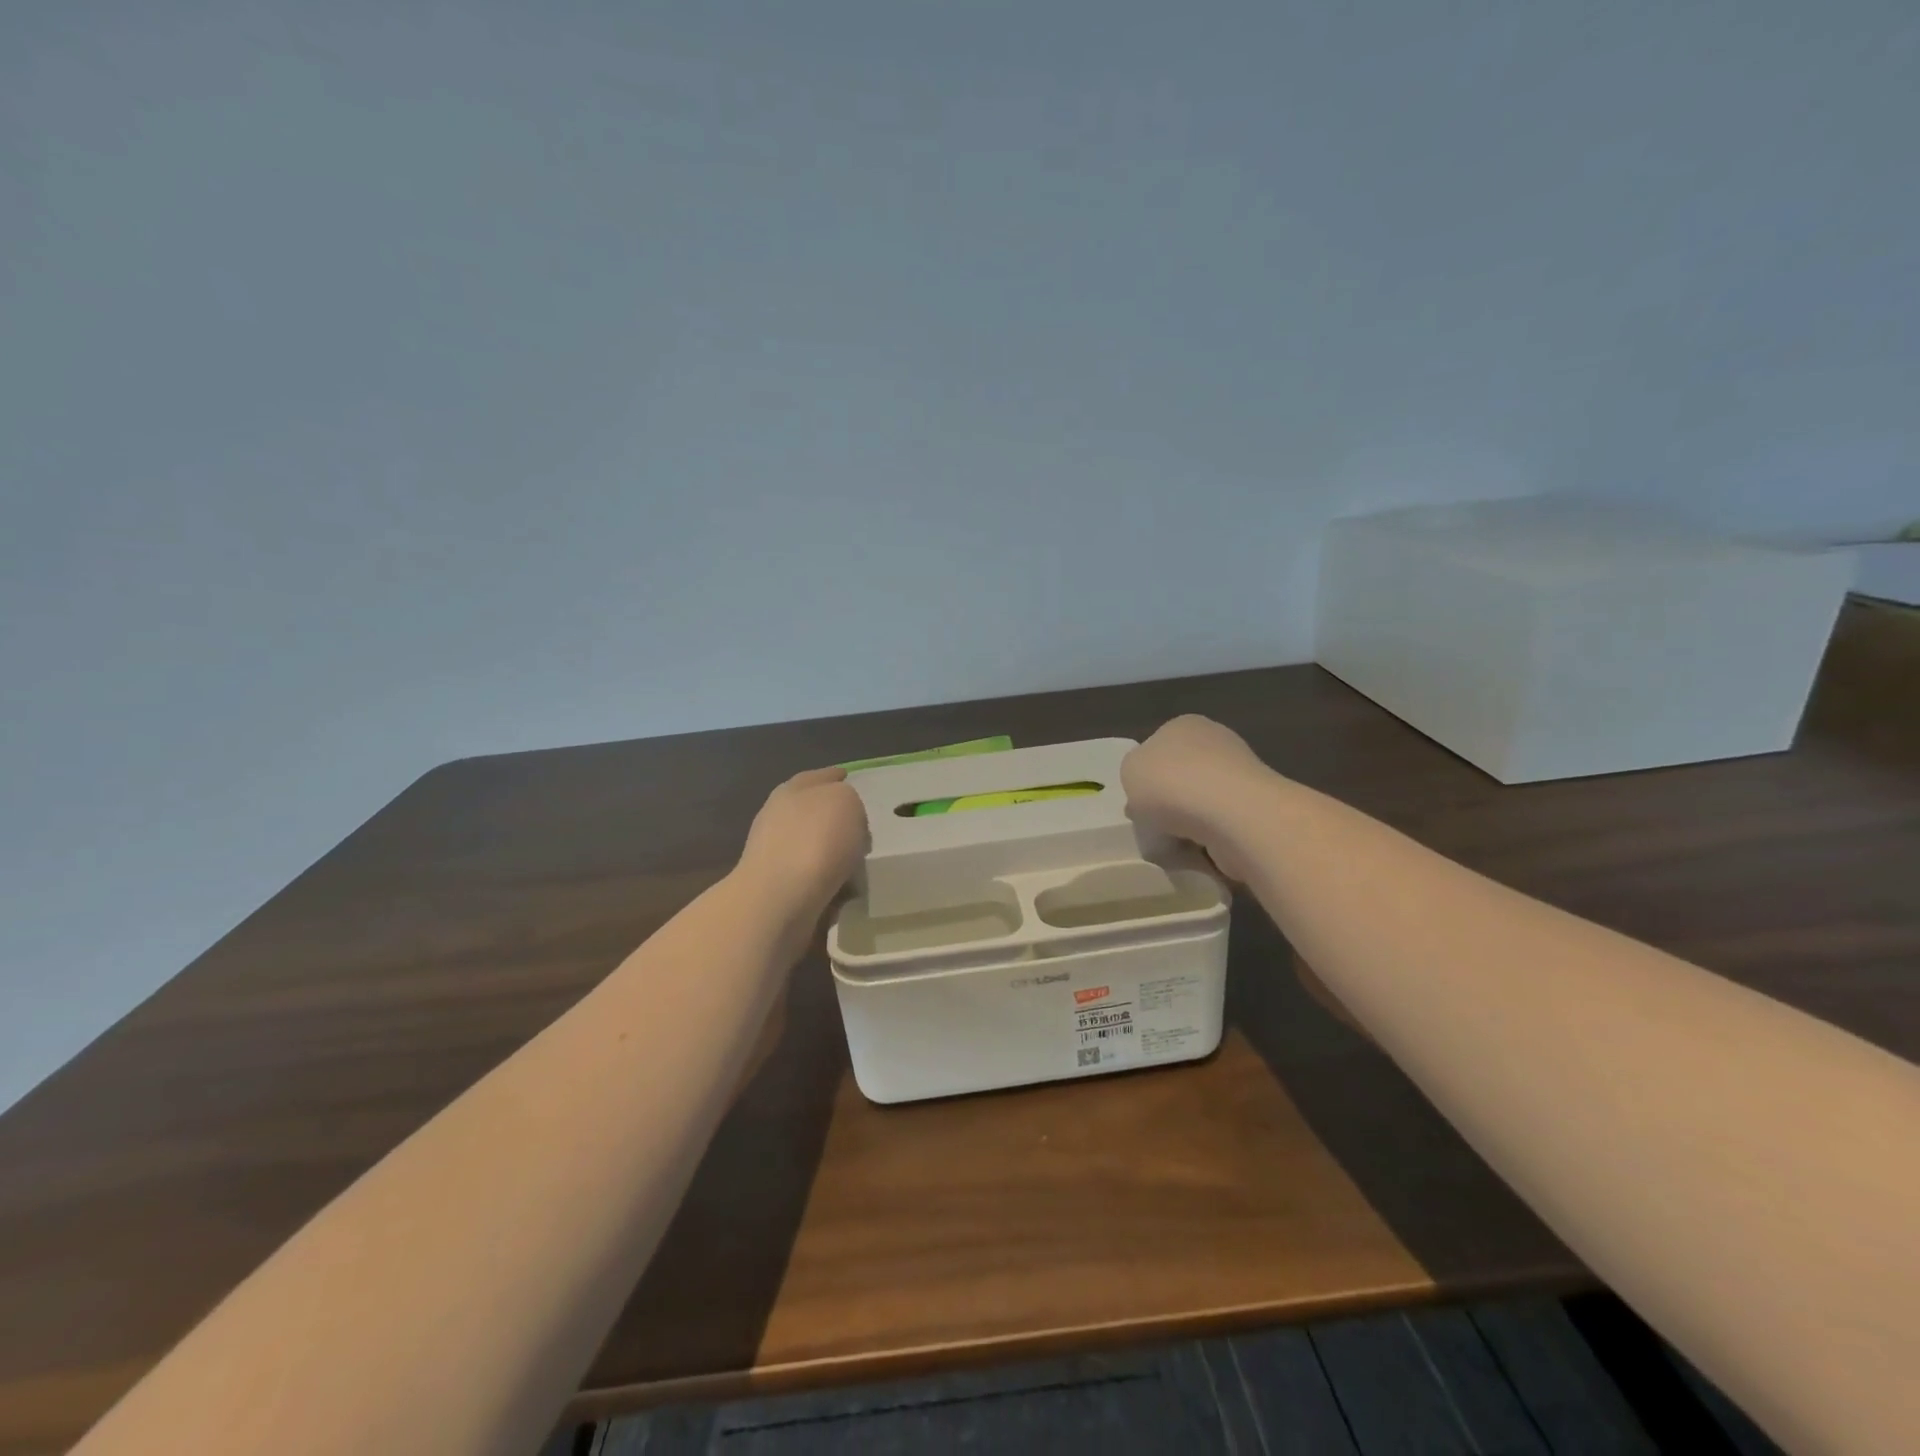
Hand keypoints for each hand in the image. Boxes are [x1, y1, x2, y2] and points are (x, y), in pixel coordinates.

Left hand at [736, 766, 868, 914]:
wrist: (780, 901)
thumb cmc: (815, 841)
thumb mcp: (845, 801)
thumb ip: (848, 799)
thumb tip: (844, 818)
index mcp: (791, 791)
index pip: (818, 777)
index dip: (835, 777)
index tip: (851, 780)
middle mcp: (778, 819)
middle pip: (811, 811)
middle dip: (834, 817)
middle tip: (862, 827)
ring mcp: (774, 856)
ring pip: (812, 846)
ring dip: (832, 852)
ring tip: (859, 861)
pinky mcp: (778, 890)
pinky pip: (814, 878)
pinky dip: (829, 880)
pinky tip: (846, 887)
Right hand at [1122, 715, 1265, 881]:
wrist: (1230, 815)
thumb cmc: (1172, 783)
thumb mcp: (1129, 770)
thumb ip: (1135, 775)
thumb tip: (1150, 790)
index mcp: (1184, 726)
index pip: (1158, 748)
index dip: (1145, 778)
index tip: (1137, 803)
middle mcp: (1217, 743)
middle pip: (1181, 779)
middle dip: (1168, 805)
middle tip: (1153, 827)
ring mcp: (1241, 777)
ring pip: (1201, 807)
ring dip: (1187, 827)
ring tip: (1175, 844)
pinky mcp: (1256, 811)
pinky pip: (1220, 829)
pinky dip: (1208, 842)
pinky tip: (1200, 852)